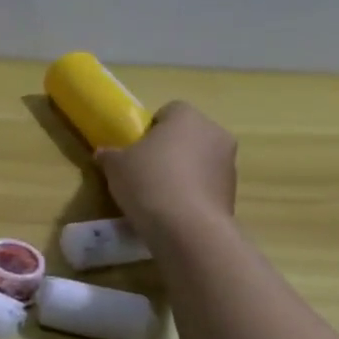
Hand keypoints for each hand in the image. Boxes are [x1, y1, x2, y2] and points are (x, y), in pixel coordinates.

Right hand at [95, 101, 236, 243]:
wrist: (186, 227)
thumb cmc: (148, 181)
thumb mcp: (114, 165)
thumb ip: (109, 154)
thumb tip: (105, 154)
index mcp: (187, 117)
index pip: (169, 110)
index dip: (150, 127)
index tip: (135, 147)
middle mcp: (215, 134)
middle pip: (187, 135)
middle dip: (169, 148)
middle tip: (144, 168)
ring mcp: (229, 164)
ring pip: (199, 160)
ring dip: (182, 171)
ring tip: (157, 193)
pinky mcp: (232, 192)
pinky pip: (206, 184)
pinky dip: (191, 192)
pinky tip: (172, 208)